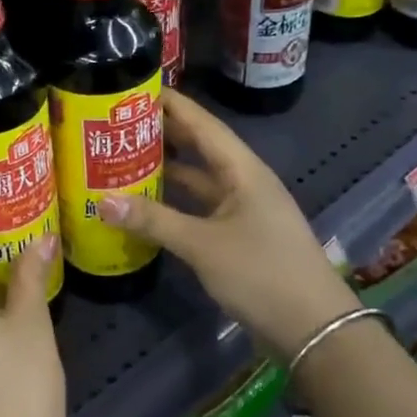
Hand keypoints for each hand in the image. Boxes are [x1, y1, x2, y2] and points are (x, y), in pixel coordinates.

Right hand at [99, 92, 357, 359]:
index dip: (169, 103)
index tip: (132, 87)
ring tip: (123, 154)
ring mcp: (243, 208)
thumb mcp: (202, 245)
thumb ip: (152, 220)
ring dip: (167, 167)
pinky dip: (174, 200)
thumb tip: (101, 200)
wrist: (315, 330)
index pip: (201, 122)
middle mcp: (244, 180)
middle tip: (116, 121)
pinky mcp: (239, 234)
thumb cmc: (262, 274)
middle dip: (162, 132)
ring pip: (198, 177)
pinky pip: (200, 205)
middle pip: (199, 145)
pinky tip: (147, 201)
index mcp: (242, 169)